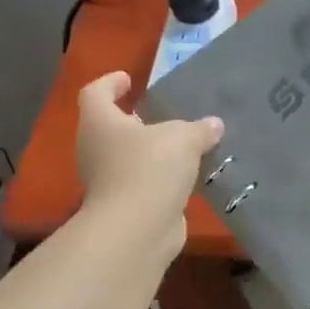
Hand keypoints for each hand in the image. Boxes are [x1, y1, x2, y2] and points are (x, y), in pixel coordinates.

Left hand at [75, 72, 222, 254]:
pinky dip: (158, 178)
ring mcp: (106, 181)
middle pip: (109, 127)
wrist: (137, 229)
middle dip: (132, 121)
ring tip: (180, 147)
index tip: (128, 79)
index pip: (95, 93)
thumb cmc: (150, 168)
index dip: (110, 83)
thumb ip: (199, 129)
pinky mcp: (124, 206)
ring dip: (148, 152)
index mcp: (100, 123)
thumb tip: (213, 125)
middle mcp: (95, 149)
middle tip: (159, 116)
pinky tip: (184, 176)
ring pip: (126, 158)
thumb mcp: (183, 138)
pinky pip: (141, 183)